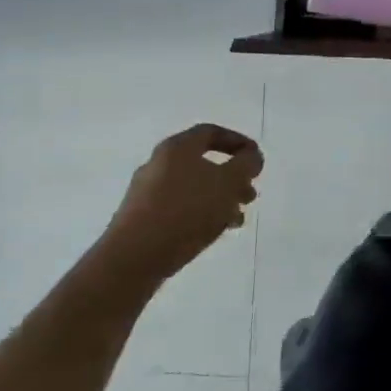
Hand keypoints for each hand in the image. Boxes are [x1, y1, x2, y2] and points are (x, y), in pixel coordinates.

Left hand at [102, 124, 263, 283]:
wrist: (133, 258)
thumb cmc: (186, 210)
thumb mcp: (228, 182)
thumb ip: (246, 164)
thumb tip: (252, 157)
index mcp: (177, 148)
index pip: (211, 133)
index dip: (238, 142)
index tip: (256, 159)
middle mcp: (159, 164)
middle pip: (203, 162)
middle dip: (232, 177)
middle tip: (250, 194)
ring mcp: (147, 192)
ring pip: (194, 188)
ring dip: (220, 199)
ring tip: (237, 218)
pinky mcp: (141, 218)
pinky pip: (179, 208)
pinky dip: (201, 214)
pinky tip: (215, 231)